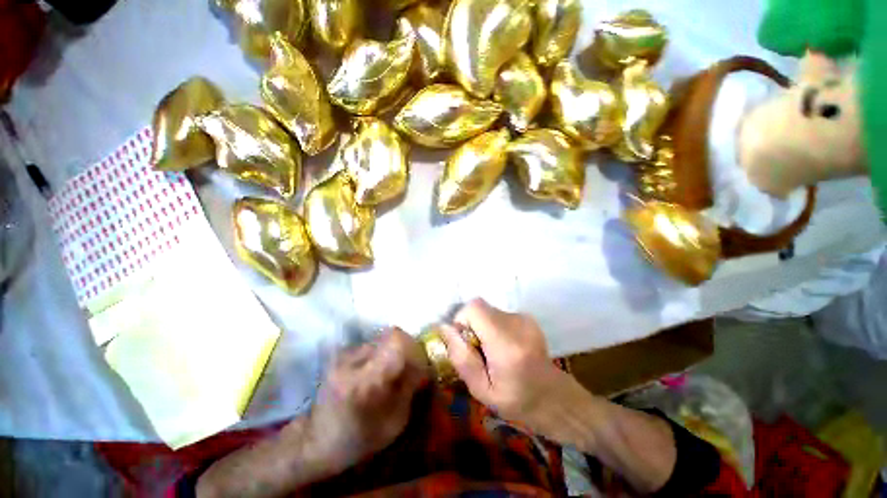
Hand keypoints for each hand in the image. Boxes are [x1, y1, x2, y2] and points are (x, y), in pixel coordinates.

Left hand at [306, 328, 429, 469]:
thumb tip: (423, 365)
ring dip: (393, 352)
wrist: (316, 441)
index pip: (396, 340)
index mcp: (367, 379)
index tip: (419, 364)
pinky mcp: (342, 354)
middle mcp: (354, 359)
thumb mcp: (394, 423)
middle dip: (406, 349)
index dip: (413, 347)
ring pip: (382, 339)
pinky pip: (372, 345)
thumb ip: (410, 388)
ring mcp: (345, 354)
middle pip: (391, 335)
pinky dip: (381, 354)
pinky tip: (377, 373)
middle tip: (409, 368)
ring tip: (391, 373)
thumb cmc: (358, 439)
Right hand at [439, 299, 582, 434]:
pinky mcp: (527, 317)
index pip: (475, 308)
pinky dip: (493, 326)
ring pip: (488, 311)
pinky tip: (504, 346)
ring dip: (482, 327)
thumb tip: (444, 328)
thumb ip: (461, 357)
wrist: (554, 398)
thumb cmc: (517, 401)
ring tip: (492, 351)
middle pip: (479, 307)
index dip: (462, 320)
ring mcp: (525, 318)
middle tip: (478, 351)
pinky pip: (498, 314)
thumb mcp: (481, 389)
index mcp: (506, 343)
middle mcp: (517, 323)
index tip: (465, 342)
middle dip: (470, 325)